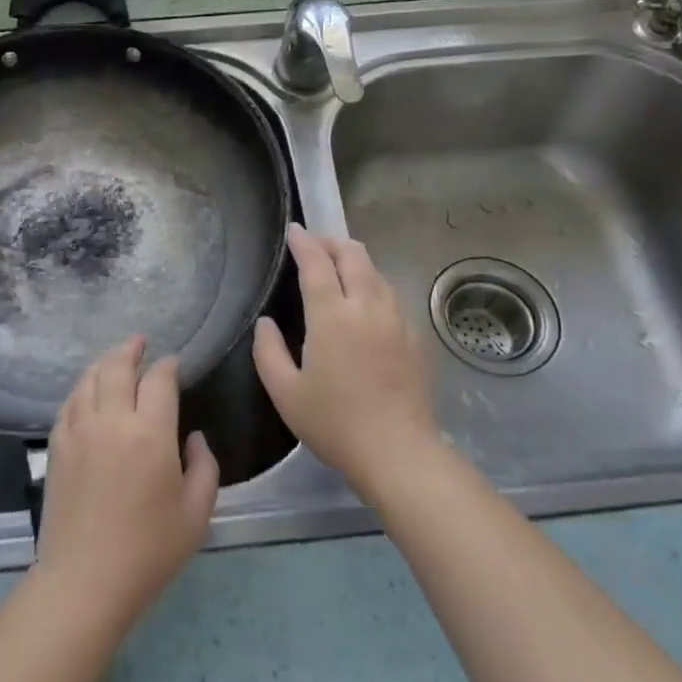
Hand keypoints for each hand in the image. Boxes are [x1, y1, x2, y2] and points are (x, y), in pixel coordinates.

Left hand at [34, 336, 219, 635]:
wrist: (85, 581)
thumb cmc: (149, 550)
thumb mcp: (197, 513)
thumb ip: (204, 467)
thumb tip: (193, 438)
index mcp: (151, 432)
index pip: (159, 380)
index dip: (168, 366)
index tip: (174, 364)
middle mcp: (112, 420)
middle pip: (118, 367)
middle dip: (131, 349)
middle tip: (140, 342)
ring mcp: (79, 430)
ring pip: (90, 379)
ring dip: (105, 362)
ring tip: (116, 358)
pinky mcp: (57, 447)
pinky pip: (69, 402)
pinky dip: (82, 387)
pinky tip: (88, 390)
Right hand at [253, 224, 438, 498]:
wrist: (398, 451)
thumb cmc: (334, 423)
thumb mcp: (286, 393)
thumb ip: (268, 352)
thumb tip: (266, 322)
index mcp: (331, 316)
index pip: (317, 263)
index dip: (304, 242)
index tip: (294, 230)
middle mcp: (367, 306)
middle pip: (353, 255)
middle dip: (332, 242)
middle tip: (317, 244)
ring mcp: (396, 319)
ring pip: (376, 272)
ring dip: (355, 261)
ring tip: (341, 267)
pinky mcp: (415, 335)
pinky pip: (391, 295)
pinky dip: (374, 285)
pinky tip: (367, 302)